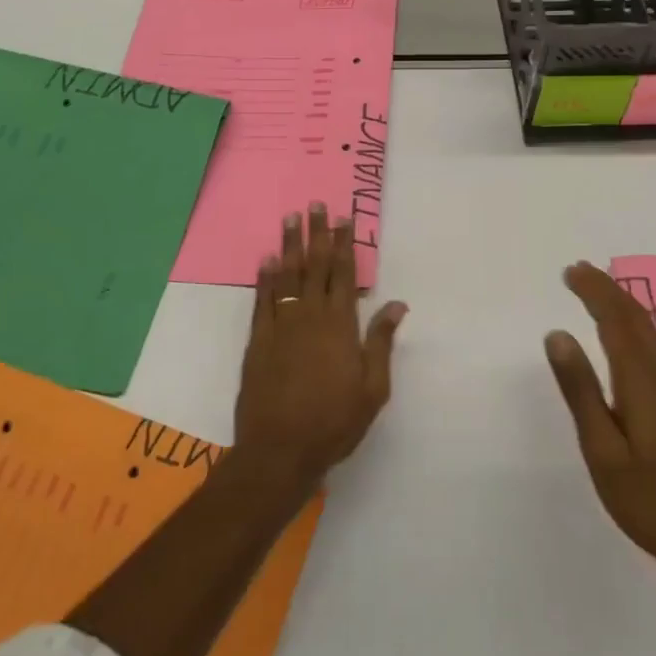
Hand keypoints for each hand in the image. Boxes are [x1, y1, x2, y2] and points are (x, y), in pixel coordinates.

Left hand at [234, 204, 408, 489]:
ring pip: (287, 275)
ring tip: (290, 218)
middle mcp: (310, 316)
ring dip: (290, 245)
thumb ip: (381, 342)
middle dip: (317, 234)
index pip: (343, 274)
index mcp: (341, 326)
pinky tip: (267, 259)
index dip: (345, 245)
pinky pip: (262, 300)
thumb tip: (396, 304)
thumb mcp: (373, 388)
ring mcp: (281, 326)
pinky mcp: (258, 340)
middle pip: (315, 266)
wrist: (280, 450)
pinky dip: (265, 278)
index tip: (345, 219)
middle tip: (315, 204)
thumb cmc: (334, 422)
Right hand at [545, 261, 655, 575]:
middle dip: (607, 290)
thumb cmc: (648, 500)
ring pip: (647, 333)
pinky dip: (633, 327)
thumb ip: (580, 390)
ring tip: (596, 291)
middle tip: (577, 270)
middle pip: (635, 320)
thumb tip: (558, 334)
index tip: (569, 271)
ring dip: (621, 305)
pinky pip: (652, 349)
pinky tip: (626, 336)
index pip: (616, 322)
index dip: (594, 292)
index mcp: (641, 382)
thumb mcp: (601, 449)